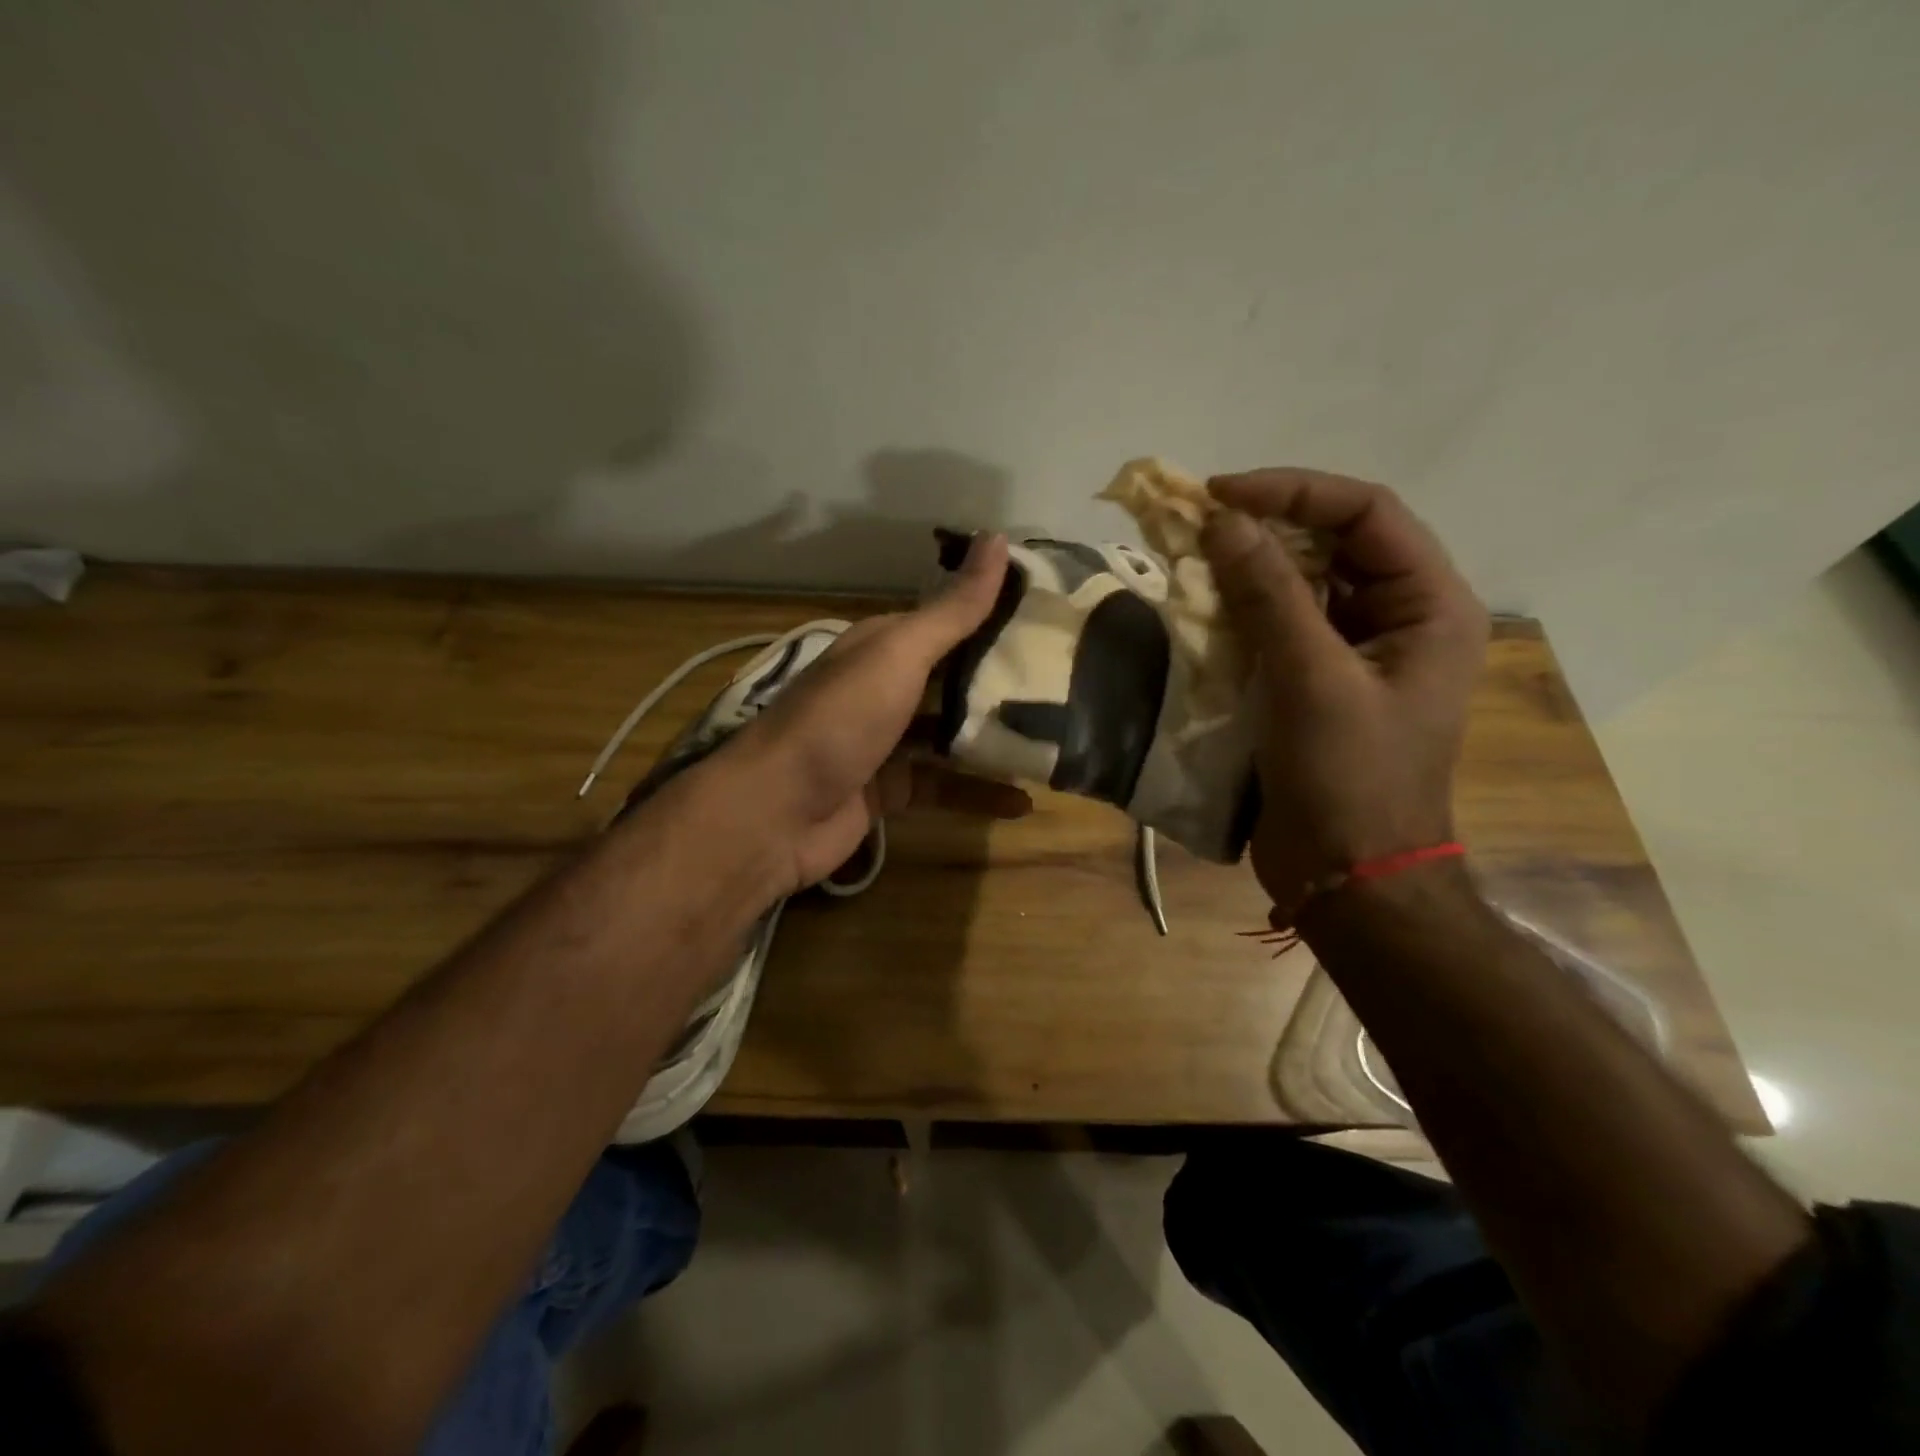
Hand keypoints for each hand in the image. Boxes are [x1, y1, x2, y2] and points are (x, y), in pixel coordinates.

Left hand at [726, 531, 1031, 892]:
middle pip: (954, 679)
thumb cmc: (839, 721)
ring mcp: (885, 742)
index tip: (1054, 615)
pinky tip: (1023, 802)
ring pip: (951, 735)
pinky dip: (979, 794)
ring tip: (1056, 739)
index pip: (948, 620)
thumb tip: (998, 539)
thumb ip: (951, 610)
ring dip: (995, 739)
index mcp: (882, 646)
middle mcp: (884, 688)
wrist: (776, 813)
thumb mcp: (897, 655)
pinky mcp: (890, 790)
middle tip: (1070, 682)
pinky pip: (944, 787)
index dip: (996, 614)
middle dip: (1003, 681)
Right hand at [1201, 469, 1489, 912]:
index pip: (1366, 513)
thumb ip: (1269, 596)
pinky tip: (1201, 609)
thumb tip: (1220, 522)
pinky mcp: (1314, 683)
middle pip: (1333, 543)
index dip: (1293, 492)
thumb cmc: (1349, 779)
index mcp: (1430, 606)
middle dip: (1265, 527)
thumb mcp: (1312, 680)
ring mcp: (1354, 652)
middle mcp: (1398, 618)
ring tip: (1190, 559)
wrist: (1347, 875)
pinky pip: (1277, 627)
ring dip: (1247, 568)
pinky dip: (1239, 612)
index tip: (1220, 494)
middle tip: (1195, 522)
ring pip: (1300, 584)